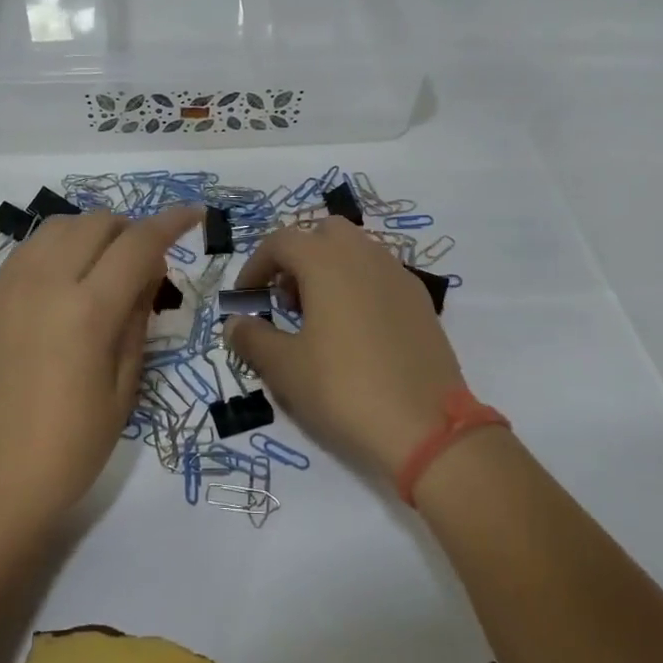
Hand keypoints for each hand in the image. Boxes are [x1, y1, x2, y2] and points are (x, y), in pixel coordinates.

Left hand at [0, 206, 201, 527]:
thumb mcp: (124, 388)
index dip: (172, 222)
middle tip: (146, 266)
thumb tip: (148, 271)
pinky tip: (67, 281)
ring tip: (106, 269)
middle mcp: (46, 283)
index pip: (139, 243)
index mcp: (87, 310)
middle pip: (98, 223)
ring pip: (60, 226)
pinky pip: (30, 249)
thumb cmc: (70, 448)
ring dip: (93, 233)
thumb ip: (137, 318)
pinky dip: (59, 247)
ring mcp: (10, 288)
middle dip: (131, 231)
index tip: (194, 213)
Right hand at [225, 217, 463, 479]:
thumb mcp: (285, 369)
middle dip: (298, 257)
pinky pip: (381, 276)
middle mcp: (365, 255)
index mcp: (327, 261)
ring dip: (330, 270)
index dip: (256, 265)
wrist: (427, 428)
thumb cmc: (344, 389)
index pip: (281, 241)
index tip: (246, 298)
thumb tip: (236, 323)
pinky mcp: (421, 301)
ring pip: (356, 251)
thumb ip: (253, 338)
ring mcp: (399, 275)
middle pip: (323, 234)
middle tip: (286, 300)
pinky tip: (355, 333)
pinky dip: (359, 287)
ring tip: (318, 318)